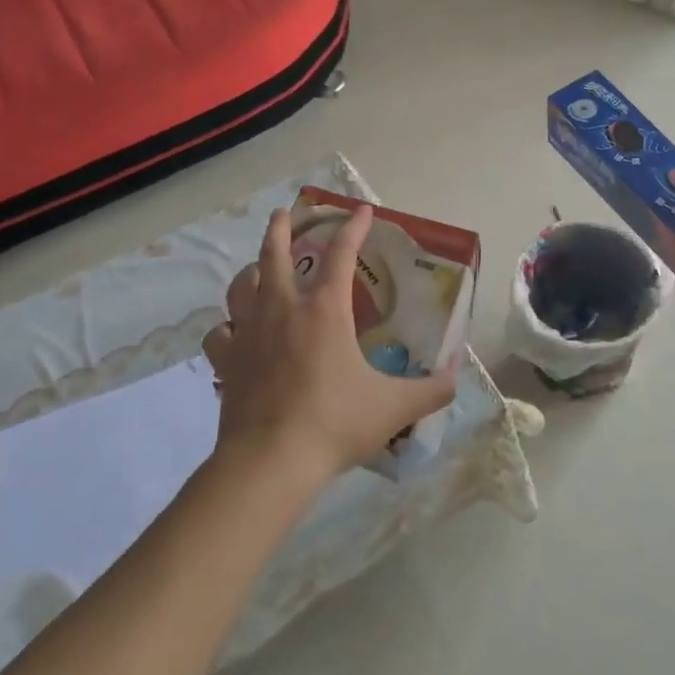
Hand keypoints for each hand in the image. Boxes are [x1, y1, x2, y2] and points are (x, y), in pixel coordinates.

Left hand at [203, 206, 455, 480]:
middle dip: (281, 229)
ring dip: (252, 271)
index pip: (341, 253)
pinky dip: (228, 326)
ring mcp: (248, 334)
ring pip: (241, 287)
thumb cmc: (334, 423)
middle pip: (274, 254)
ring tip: (259, 270)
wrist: (270, 463)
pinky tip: (234, 332)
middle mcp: (283, 310)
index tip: (362, 211)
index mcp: (325, 310)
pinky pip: (220, 333)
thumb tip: (455, 377)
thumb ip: (430, 390)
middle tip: (285, 214)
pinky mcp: (226, 363)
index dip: (353, 228)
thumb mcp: (394, 407)